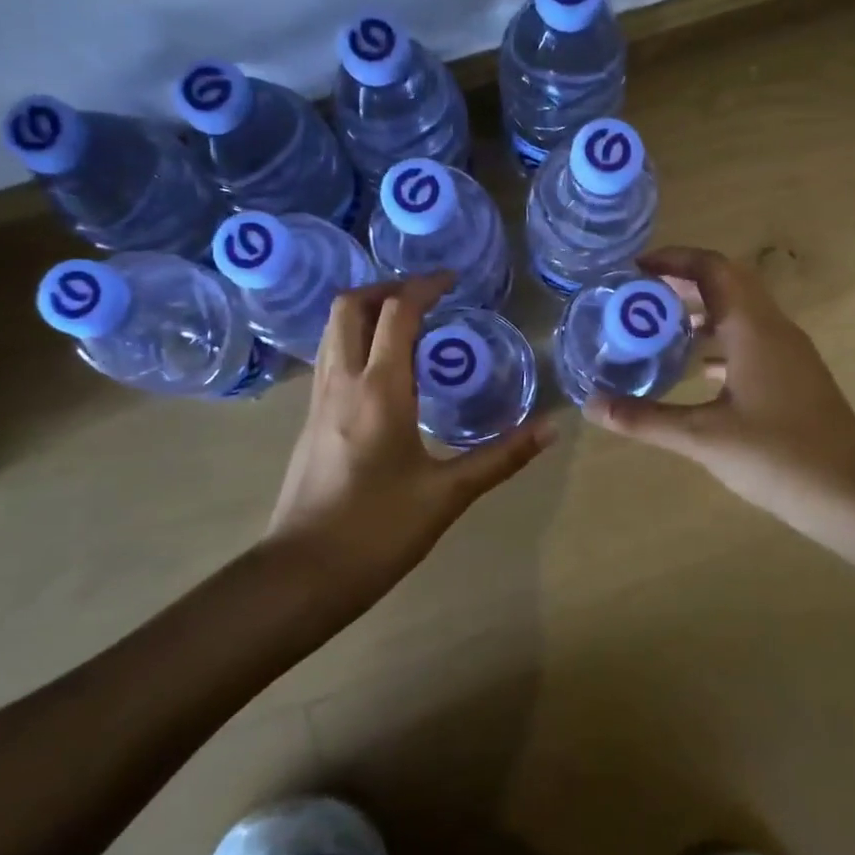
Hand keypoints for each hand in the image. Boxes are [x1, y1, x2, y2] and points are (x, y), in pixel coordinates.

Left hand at [265, 272, 553, 581]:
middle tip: (426, 296)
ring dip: (366, 311)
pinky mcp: (309, 420)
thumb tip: (552, 427)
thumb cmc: (378, 531)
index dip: (425, 286)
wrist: (302, 574)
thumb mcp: (448, 494)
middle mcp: (342, 381)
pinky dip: (355, 340)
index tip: (453, 279)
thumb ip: (502, 456)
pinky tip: (384, 371)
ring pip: (333, 330)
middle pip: (349, 306)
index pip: (397, 312)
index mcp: (378, 390)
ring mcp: (318, 400)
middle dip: (387, 287)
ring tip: (407, 324)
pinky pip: (331, 357)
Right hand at [584, 247, 854, 561]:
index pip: (713, 268)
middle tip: (637, 297)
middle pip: (726, 283)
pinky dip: (717, 342)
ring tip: (656, 328)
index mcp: (753, 328)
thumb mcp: (703, 438)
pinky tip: (694, 369)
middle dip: (681, 283)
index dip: (673, 260)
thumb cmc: (779, 456)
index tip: (634, 269)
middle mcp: (772, 329)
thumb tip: (591, 405)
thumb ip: (645, 419)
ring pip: (739, 313)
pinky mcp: (792, 377)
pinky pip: (749, 341)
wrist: (853, 495)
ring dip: (700, 312)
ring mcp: (787, 353)